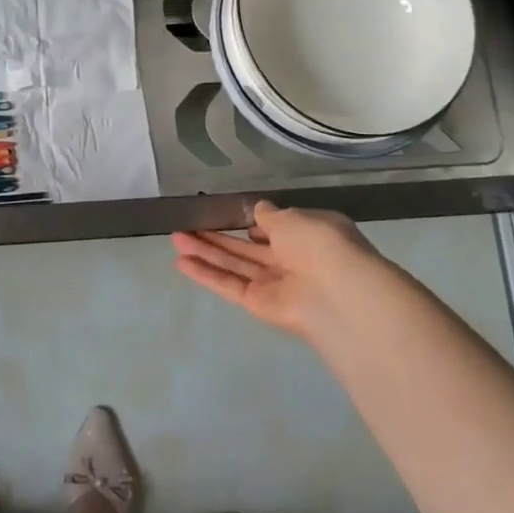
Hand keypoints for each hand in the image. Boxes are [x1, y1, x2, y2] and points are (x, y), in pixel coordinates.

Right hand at [172, 201, 402, 343]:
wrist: (338, 295)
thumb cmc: (320, 245)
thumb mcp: (294, 218)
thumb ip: (270, 215)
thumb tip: (258, 209)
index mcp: (308, 235)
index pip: (277, 228)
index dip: (254, 222)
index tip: (233, 214)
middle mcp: (291, 259)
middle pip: (247, 247)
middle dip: (218, 236)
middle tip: (187, 224)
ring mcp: (273, 283)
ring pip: (234, 264)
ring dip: (205, 251)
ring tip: (175, 238)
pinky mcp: (258, 303)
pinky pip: (229, 284)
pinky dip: (206, 274)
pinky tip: (180, 261)